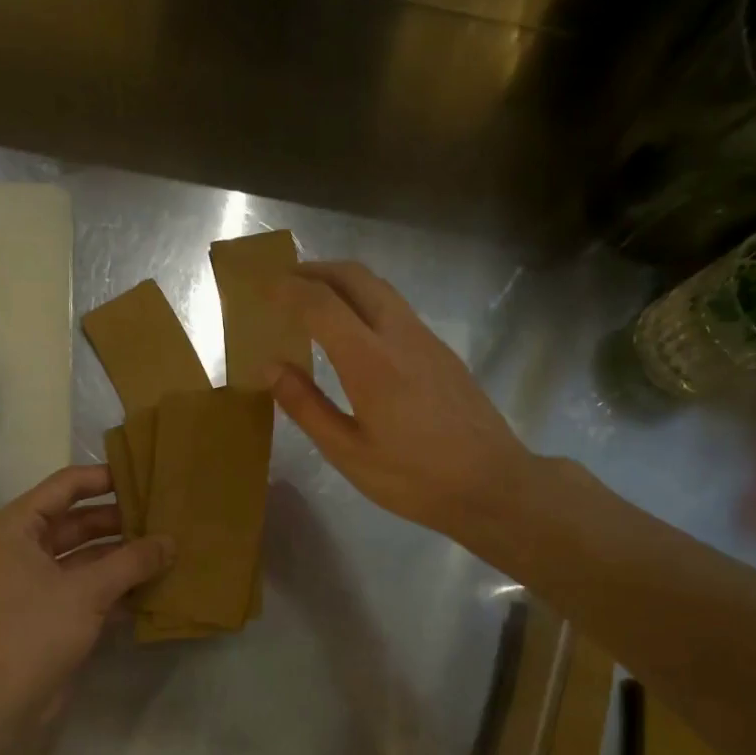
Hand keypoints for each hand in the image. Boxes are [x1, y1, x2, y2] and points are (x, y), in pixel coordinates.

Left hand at [0, 465, 172, 719]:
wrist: (1, 702)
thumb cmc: (36, 630)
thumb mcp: (88, 590)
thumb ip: (133, 561)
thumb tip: (171, 541)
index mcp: (19, 527)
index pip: (66, 486)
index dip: (104, 478)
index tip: (145, 476)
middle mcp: (25, 547)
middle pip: (79, 521)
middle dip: (121, 521)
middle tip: (165, 515)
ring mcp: (38, 581)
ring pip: (88, 556)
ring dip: (123, 555)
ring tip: (168, 548)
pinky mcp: (52, 611)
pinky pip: (89, 586)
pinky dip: (117, 585)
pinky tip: (154, 586)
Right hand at [271, 261, 533, 550]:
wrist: (493, 484)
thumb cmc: (414, 478)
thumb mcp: (348, 452)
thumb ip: (307, 406)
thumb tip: (270, 368)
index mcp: (370, 361)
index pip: (322, 304)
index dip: (288, 289)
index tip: (262, 286)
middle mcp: (400, 335)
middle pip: (356, 277)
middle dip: (316, 270)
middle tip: (285, 283)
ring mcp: (427, 340)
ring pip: (380, 289)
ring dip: (343, 283)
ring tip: (314, 302)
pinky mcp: (442, 352)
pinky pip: (397, 309)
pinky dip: (365, 303)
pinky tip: (354, 334)